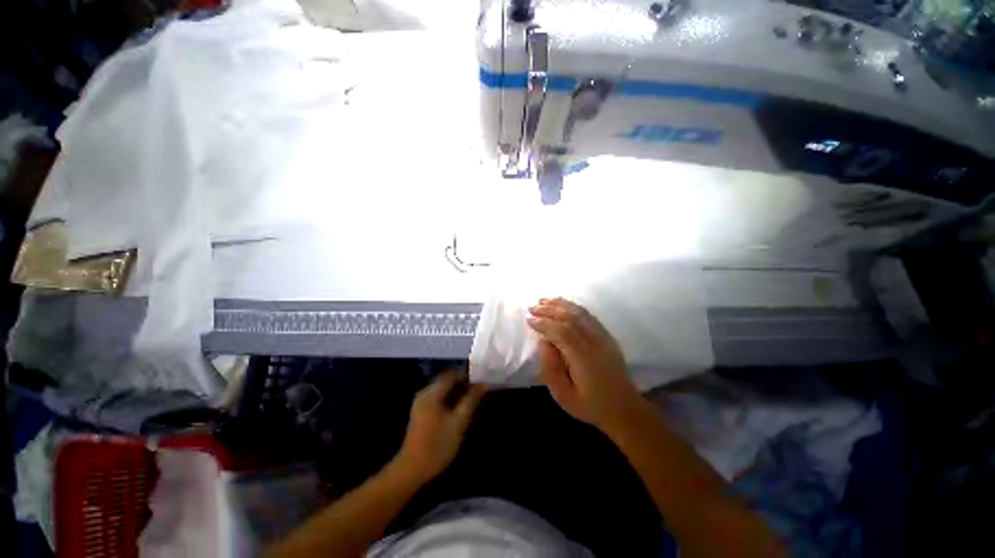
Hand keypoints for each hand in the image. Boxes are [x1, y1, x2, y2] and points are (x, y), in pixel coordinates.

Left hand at [396, 372, 485, 481]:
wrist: (412, 469)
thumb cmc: (437, 445)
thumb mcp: (459, 422)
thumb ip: (471, 400)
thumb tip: (483, 384)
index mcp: (432, 393)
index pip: (452, 374)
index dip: (468, 374)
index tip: (481, 379)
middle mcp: (425, 393)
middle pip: (447, 380)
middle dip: (464, 383)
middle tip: (479, 389)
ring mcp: (421, 402)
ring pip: (443, 389)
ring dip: (458, 391)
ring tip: (473, 398)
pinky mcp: (421, 411)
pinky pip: (439, 397)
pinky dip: (450, 398)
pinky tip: (460, 407)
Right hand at [528, 298, 644, 431]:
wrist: (625, 409)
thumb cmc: (591, 405)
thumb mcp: (564, 396)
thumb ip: (551, 369)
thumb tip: (544, 342)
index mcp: (584, 359)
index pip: (561, 332)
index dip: (544, 323)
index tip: (529, 320)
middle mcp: (595, 343)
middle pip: (570, 318)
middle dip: (549, 310)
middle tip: (532, 307)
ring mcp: (603, 337)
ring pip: (580, 313)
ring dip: (560, 304)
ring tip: (544, 300)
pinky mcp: (606, 336)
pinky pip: (588, 315)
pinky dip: (573, 306)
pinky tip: (562, 305)